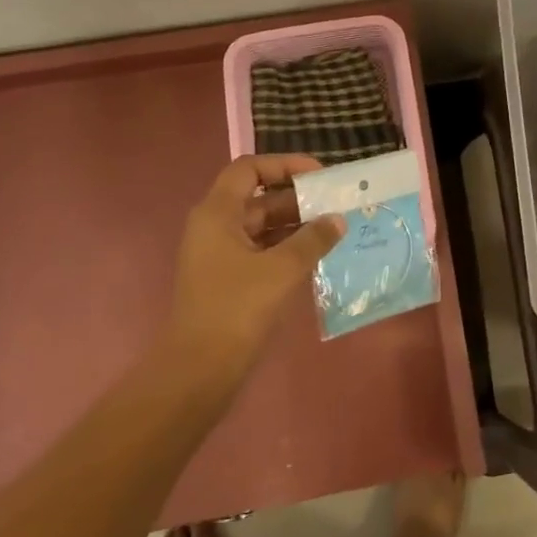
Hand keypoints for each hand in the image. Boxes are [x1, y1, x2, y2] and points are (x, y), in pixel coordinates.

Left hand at [169, 155, 344, 378]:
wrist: (198, 371)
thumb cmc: (236, 309)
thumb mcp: (281, 270)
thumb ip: (312, 240)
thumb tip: (337, 220)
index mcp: (217, 214)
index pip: (249, 169)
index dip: (284, 165)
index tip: (319, 175)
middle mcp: (215, 227)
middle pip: (258, 198)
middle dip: (297, 198)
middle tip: (335, 204)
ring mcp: (219, 255)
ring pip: (262, 226)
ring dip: (295, 225)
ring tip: (333, 229)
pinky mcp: (228, 280)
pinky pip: (261, 250)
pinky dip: (287, 248)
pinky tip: (316, 256)